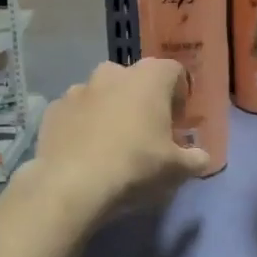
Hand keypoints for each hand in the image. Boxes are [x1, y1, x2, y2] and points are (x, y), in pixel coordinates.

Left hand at [27, 59, 210, 213]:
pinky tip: (85, 152)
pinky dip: (83, 125)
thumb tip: (203, 158)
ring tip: (112, 144)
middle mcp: (113, 73)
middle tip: (146, 132)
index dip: (178, 94)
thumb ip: (195, 159)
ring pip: (102, 94)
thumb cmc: (135, 166)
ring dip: (110, 110)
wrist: (71, 184)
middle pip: (135, 80)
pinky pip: (76, 112)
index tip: (176, 121)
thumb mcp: (176, 169)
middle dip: (142, 100)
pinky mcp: (54, 109)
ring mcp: (79, 88)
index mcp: (149, 78)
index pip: (173, 71)